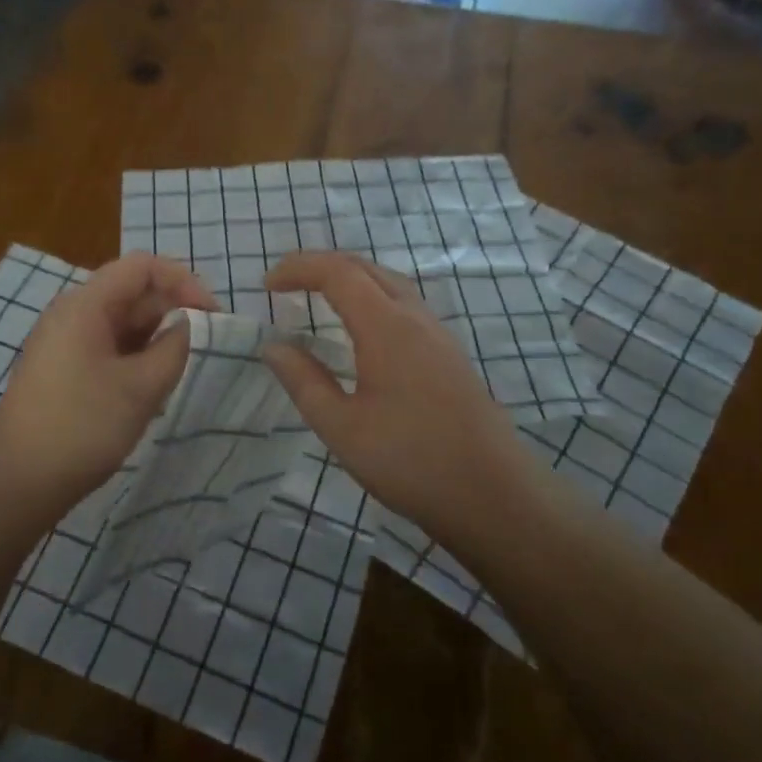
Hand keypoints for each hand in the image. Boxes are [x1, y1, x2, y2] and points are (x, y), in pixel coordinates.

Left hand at [0, 253, 217, 512]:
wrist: (18, 481)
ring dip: (155, 339)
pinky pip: (108, 348)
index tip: (213, 314)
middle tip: (203, 347)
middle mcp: (72, 313)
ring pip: (121, 324)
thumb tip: (187, 325)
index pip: (142, 267)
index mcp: (85, 304)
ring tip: (179, 371)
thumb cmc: (82, 426)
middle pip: (131, 293)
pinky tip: (151, 388)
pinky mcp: (63, 369)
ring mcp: (64, 342)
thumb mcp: (142, 387)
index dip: (183, 281)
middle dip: (172, 311)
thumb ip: (175, 347)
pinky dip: (135, 358)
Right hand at [263, 252, 538, 545]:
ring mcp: (438, 335)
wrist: (494, 495)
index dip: (298, 269)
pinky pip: (404, 305)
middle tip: (286, 284)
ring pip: (389, 284)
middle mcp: (415, 318)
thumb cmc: (411, 461)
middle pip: (366, 268)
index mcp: (387, 327)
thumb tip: (273, 346)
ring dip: (350, 279)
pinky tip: (361, 330)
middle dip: (321, 265)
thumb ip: (304, 381)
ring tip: (317, 297)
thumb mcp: (342, 427)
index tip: (266, 285)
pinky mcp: (449, 354)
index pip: (338, 273)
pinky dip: (371, 298)